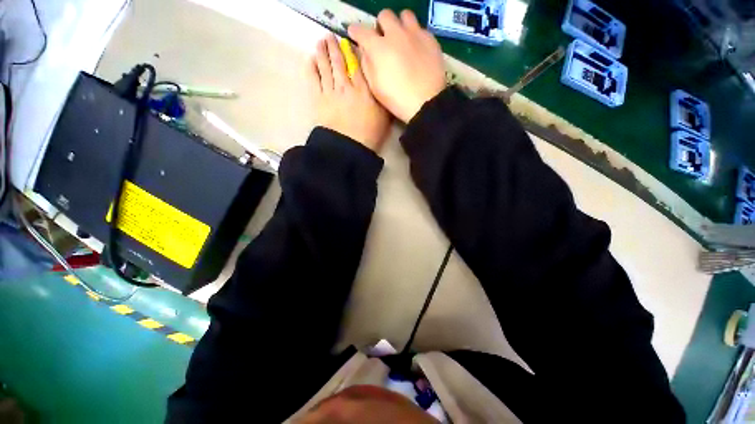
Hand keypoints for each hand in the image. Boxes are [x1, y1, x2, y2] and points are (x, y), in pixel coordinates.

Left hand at [308, 35, 389, 151]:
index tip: (349, 42)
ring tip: (320, 42)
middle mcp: (346, 86)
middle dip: (335, 48)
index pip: (357, 65)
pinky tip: (311, 60)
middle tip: (330, 36)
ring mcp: (331, 92)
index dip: (352, 52)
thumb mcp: (383, 117)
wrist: (348, 148)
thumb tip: (380, 84)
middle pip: (339, 63)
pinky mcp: (319, 100)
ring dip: (322, 53)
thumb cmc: (369, 135)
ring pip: (325, 67)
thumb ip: (381, 99)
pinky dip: (312, 68)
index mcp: (363, 90)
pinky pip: (314, 80)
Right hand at [348, 10, 445, 122]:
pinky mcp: (430, 39)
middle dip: (381, 26)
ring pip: (405, 15)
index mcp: (378, 48)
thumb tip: (365, 51)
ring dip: (399, 24)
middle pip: (385, 15)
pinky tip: (416, 50)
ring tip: (401, 39)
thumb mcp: (375, 87)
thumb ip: (367, 65)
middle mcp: (395, 34)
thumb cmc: (397, 99)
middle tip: (383, 40)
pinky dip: (415, 36)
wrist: (426, 103)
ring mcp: (415, 34)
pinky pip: (420, 28)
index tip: (355, 34)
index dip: (355, 31)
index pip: (361, 30)